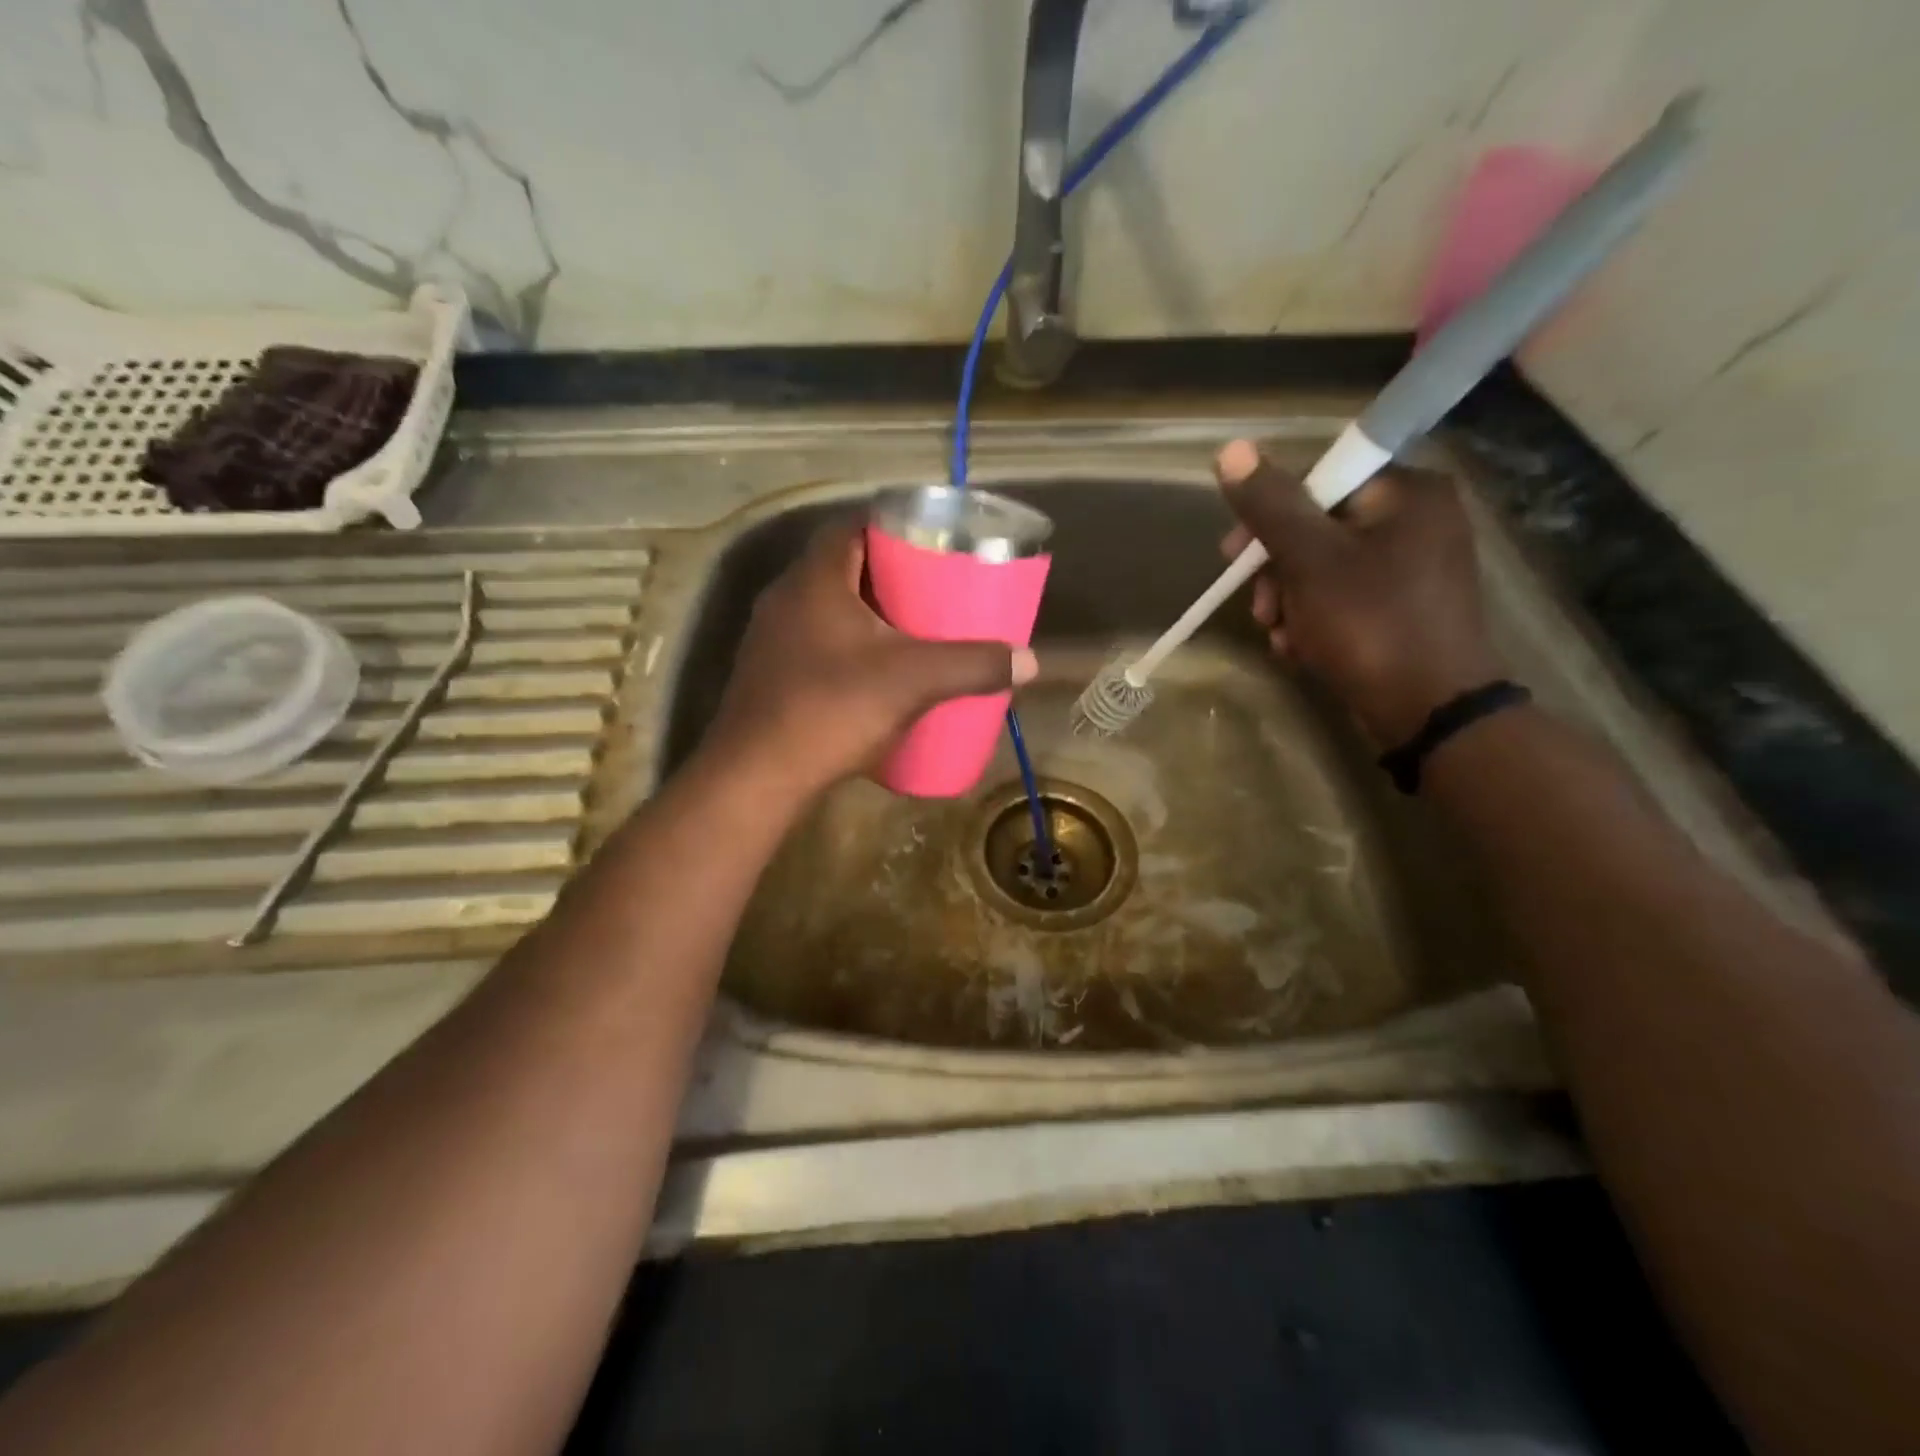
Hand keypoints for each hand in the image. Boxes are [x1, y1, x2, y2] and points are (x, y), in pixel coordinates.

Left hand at [701, 520, 1038, 798]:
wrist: (756, 777)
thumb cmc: (831, 710)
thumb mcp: (913, 682)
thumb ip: (972, 665)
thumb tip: (1030, 660)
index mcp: (814, 578)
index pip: (852, 525)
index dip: (893, 527)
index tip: (932, 544)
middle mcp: (785, 597)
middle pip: (843, 567)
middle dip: (889, 575)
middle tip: (933, 590)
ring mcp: (770, 638)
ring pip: (828, 608)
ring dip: (868, 614)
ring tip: (912, 631)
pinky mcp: (768, 675)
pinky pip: (815, 643)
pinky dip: (848, 647)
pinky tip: (875, 675)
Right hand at [1217, 438, 1503, 747]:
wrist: (1429, 711)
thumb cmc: (1370, 624)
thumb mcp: (1309, 561)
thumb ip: (1270, 506)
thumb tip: (1231, 449)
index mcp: (1407, 494)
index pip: (1320, 481)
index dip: (1270, 516)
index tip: (1234, 557)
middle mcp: (1418, 521)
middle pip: (1318, 528)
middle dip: (1277, 573)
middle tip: (1261, 610)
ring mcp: (1415, 568)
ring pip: (1324, 569)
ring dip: (1289, 602)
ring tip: (1281, 637)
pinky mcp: (1407, 607)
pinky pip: (1344, 598)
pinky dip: (1314, 620)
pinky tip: (1300, 648)